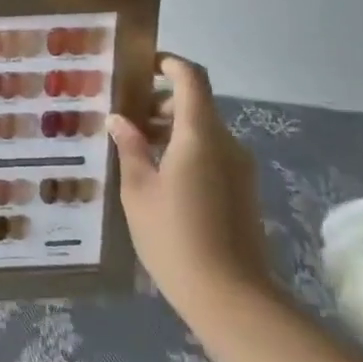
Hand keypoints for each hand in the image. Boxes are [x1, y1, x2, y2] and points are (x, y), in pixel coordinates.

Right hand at [108, 54, 275, 319]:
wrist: (232, 298)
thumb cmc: (174, 237)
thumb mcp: (138, 191)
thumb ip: (130, 148)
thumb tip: (120, 119)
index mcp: (199, 135)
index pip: (191, 78)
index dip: (169, 64)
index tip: (142, 65)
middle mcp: (226, 144)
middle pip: (196, 104)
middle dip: (160, 103)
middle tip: (124, 117)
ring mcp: (239, 169)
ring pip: (203, 131)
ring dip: (171, 130)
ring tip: (135, 150)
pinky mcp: (242, 191)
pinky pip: (211, 154)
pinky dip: (185, 151)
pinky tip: (158, 178)